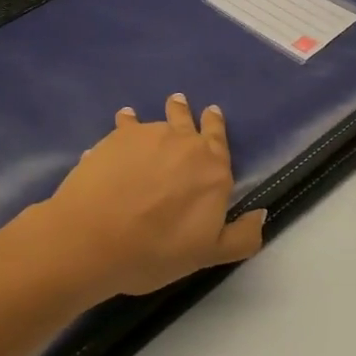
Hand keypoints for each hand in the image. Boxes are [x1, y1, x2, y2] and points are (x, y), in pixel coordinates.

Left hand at [32, 94, 266, 300]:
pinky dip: (125, 122)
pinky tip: (121, 121)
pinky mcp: (116, 138)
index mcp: (214, 170)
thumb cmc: (155, 251)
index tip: (212, 113)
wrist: (93, 239)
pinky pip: (125, 124)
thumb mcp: (207, 255)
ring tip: (146, 112)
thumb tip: (261, 213)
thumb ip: (241, 237)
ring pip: (156, 120)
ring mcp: (149, 136)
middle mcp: (185, 144)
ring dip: (156, 115)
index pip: (219, 140)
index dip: (215, 126)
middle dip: (186, 112)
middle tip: (180, 101)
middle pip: (188, 120)